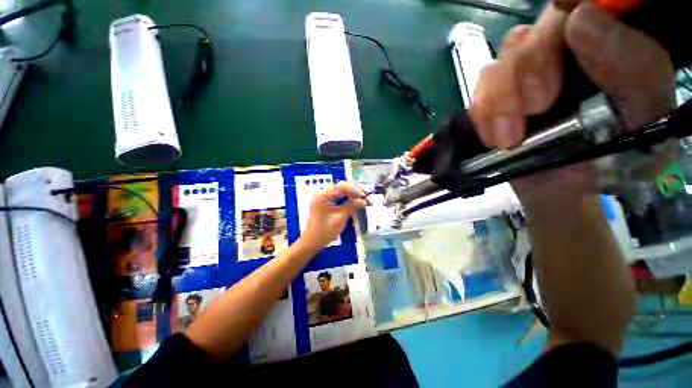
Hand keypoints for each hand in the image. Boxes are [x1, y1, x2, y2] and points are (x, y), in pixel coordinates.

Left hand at [300, 182, 369, 250]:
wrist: (312, 242)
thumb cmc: (325, 231)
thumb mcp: (340, 218)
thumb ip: (352, 206)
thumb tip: (363, 200)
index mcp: (323, 195)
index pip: (341, 186)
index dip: (355, 190)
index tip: (365, 196)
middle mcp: (323, 193)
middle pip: (342, 187)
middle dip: (356, 191)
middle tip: (368, 197)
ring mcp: (324, 198)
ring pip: (341, 191)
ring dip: (353, 195)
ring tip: (365, 200)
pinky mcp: (326, 203)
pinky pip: (339, 197)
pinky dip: (348, 199)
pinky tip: (356, 202)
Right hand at [468, 1, 674, 206]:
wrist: (563, 190)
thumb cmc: (612, 163)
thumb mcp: (645, 124)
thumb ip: (637, 71)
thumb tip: (582, 19)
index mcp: (615, 45)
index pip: (593, 2)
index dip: (573, 2)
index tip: (567, 21)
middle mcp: (570, 47)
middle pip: (539, 27)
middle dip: (532, 66)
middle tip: (537, 108)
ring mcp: (528, 71)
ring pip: (504, 56)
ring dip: (500, 97)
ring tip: (508, 138)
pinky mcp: (498, 94)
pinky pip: (480, 87)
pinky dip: (482, 112)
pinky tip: (494, 136)